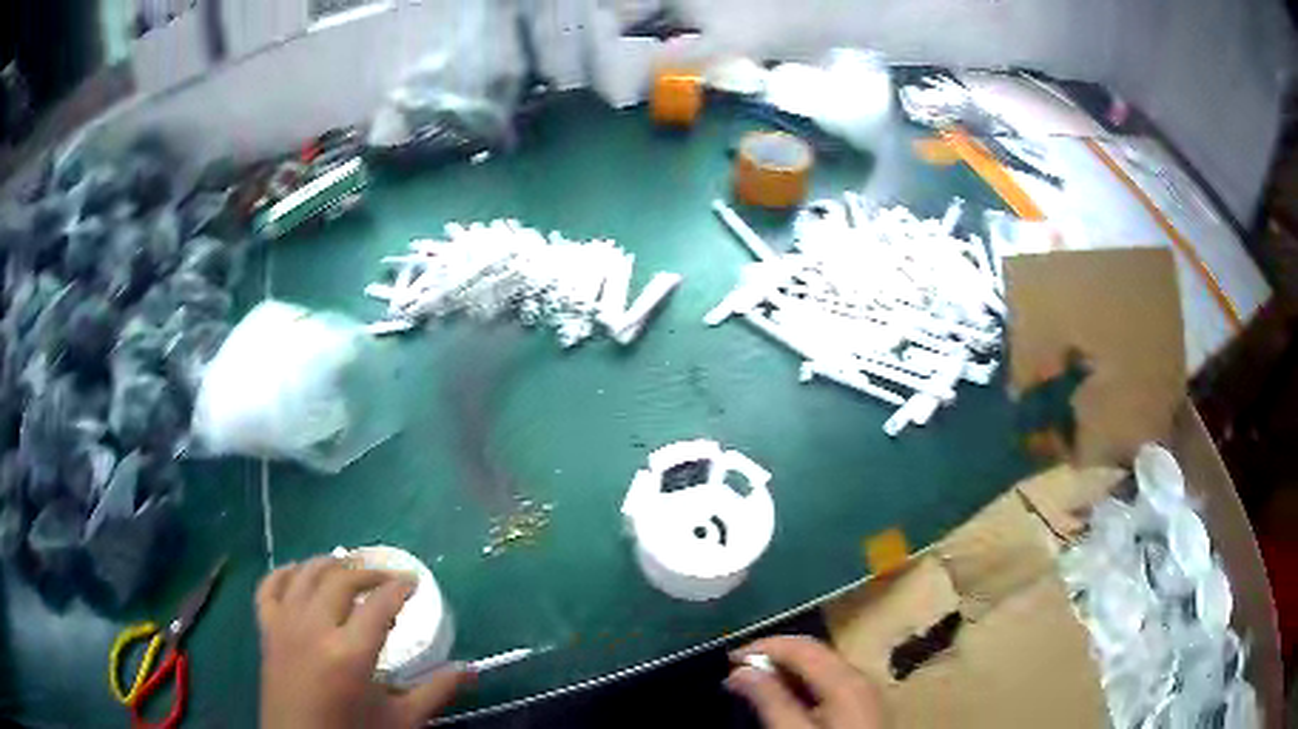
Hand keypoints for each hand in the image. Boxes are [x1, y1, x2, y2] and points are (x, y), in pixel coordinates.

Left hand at [256, 557, 470, 728]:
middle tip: (387, 576)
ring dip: (328, 564)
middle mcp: (314, 629)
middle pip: (340, 580)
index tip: (413, 582)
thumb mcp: (401, 719)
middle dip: (368, 571)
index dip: (399, 587)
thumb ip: (436, 691)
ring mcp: (285, 626)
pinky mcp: (266, 631)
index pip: (379, 604)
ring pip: (304, 575)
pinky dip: (285, 573)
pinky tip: (299, 572)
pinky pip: (269, 587)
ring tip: (347, 565)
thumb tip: (471, 669)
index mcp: (350, 654)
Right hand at [725, 636, 882, 728]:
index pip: (802, 646)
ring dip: (785, 676)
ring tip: (753, 690)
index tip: (727, 661)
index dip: (762, 647)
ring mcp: (865, 694)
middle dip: (773, 661)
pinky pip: (829, 687)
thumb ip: (770, 702)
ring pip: (821, 671)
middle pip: (813, 655)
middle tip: (735, 677)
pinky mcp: (864, 710)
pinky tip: (784, 704)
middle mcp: (860, 678)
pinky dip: (802, 689)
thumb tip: (741, 671)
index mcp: (847, 680)